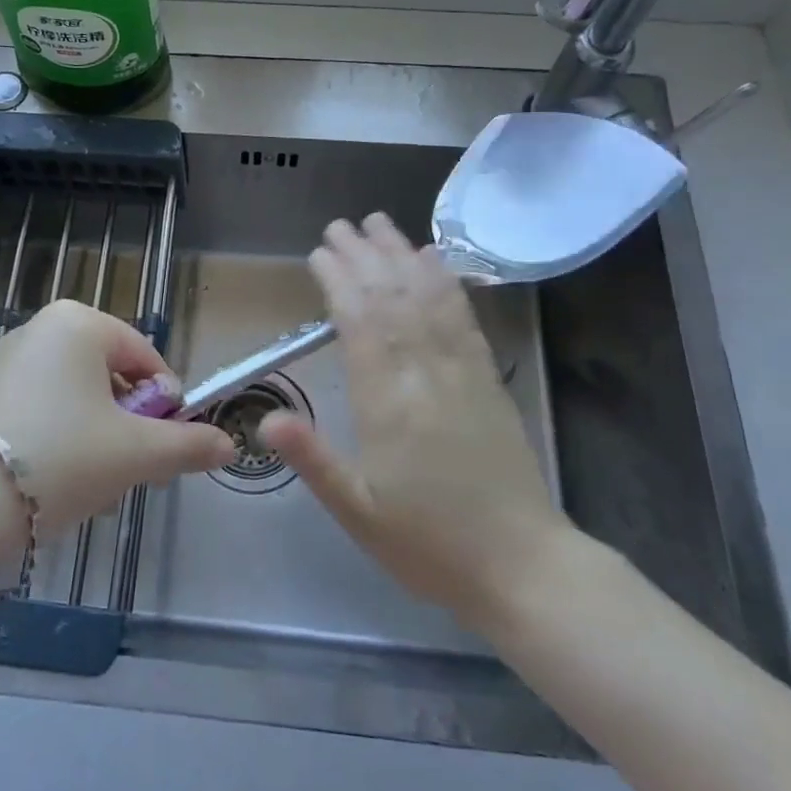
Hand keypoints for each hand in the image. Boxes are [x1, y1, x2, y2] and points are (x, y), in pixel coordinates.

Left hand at [0, 298, 234, 529]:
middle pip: (109, 376)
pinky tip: (51, 483)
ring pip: (75, 397)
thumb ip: (187, 445)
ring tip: (90, 485)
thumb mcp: (134, 453)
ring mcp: (5, 360)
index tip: (168, 446)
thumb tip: (230, 445)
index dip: (166, 404)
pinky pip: (40, 409)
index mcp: (79, 322)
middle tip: (129, 471)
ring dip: (96, 437)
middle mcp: (40, 328)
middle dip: (128, 425)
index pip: (146, 357)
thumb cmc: (59, 459)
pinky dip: (58, 440)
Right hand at [260, 214, 573, 626]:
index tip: (319, 253)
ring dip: (401, 255)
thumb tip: (265, 418)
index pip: (359, 322)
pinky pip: (463, 317)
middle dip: (363, 256)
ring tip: (380, 223)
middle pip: (391, 298)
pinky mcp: (488, 378)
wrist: (525, 567)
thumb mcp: (359, 513)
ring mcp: (462, 371)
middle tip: (340, 224)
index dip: (338, 281)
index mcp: (388, 403)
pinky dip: (445, 281)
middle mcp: (426, 373)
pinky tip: (434, 260)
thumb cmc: (431, 544)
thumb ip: (313, 460)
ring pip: (427, 297)